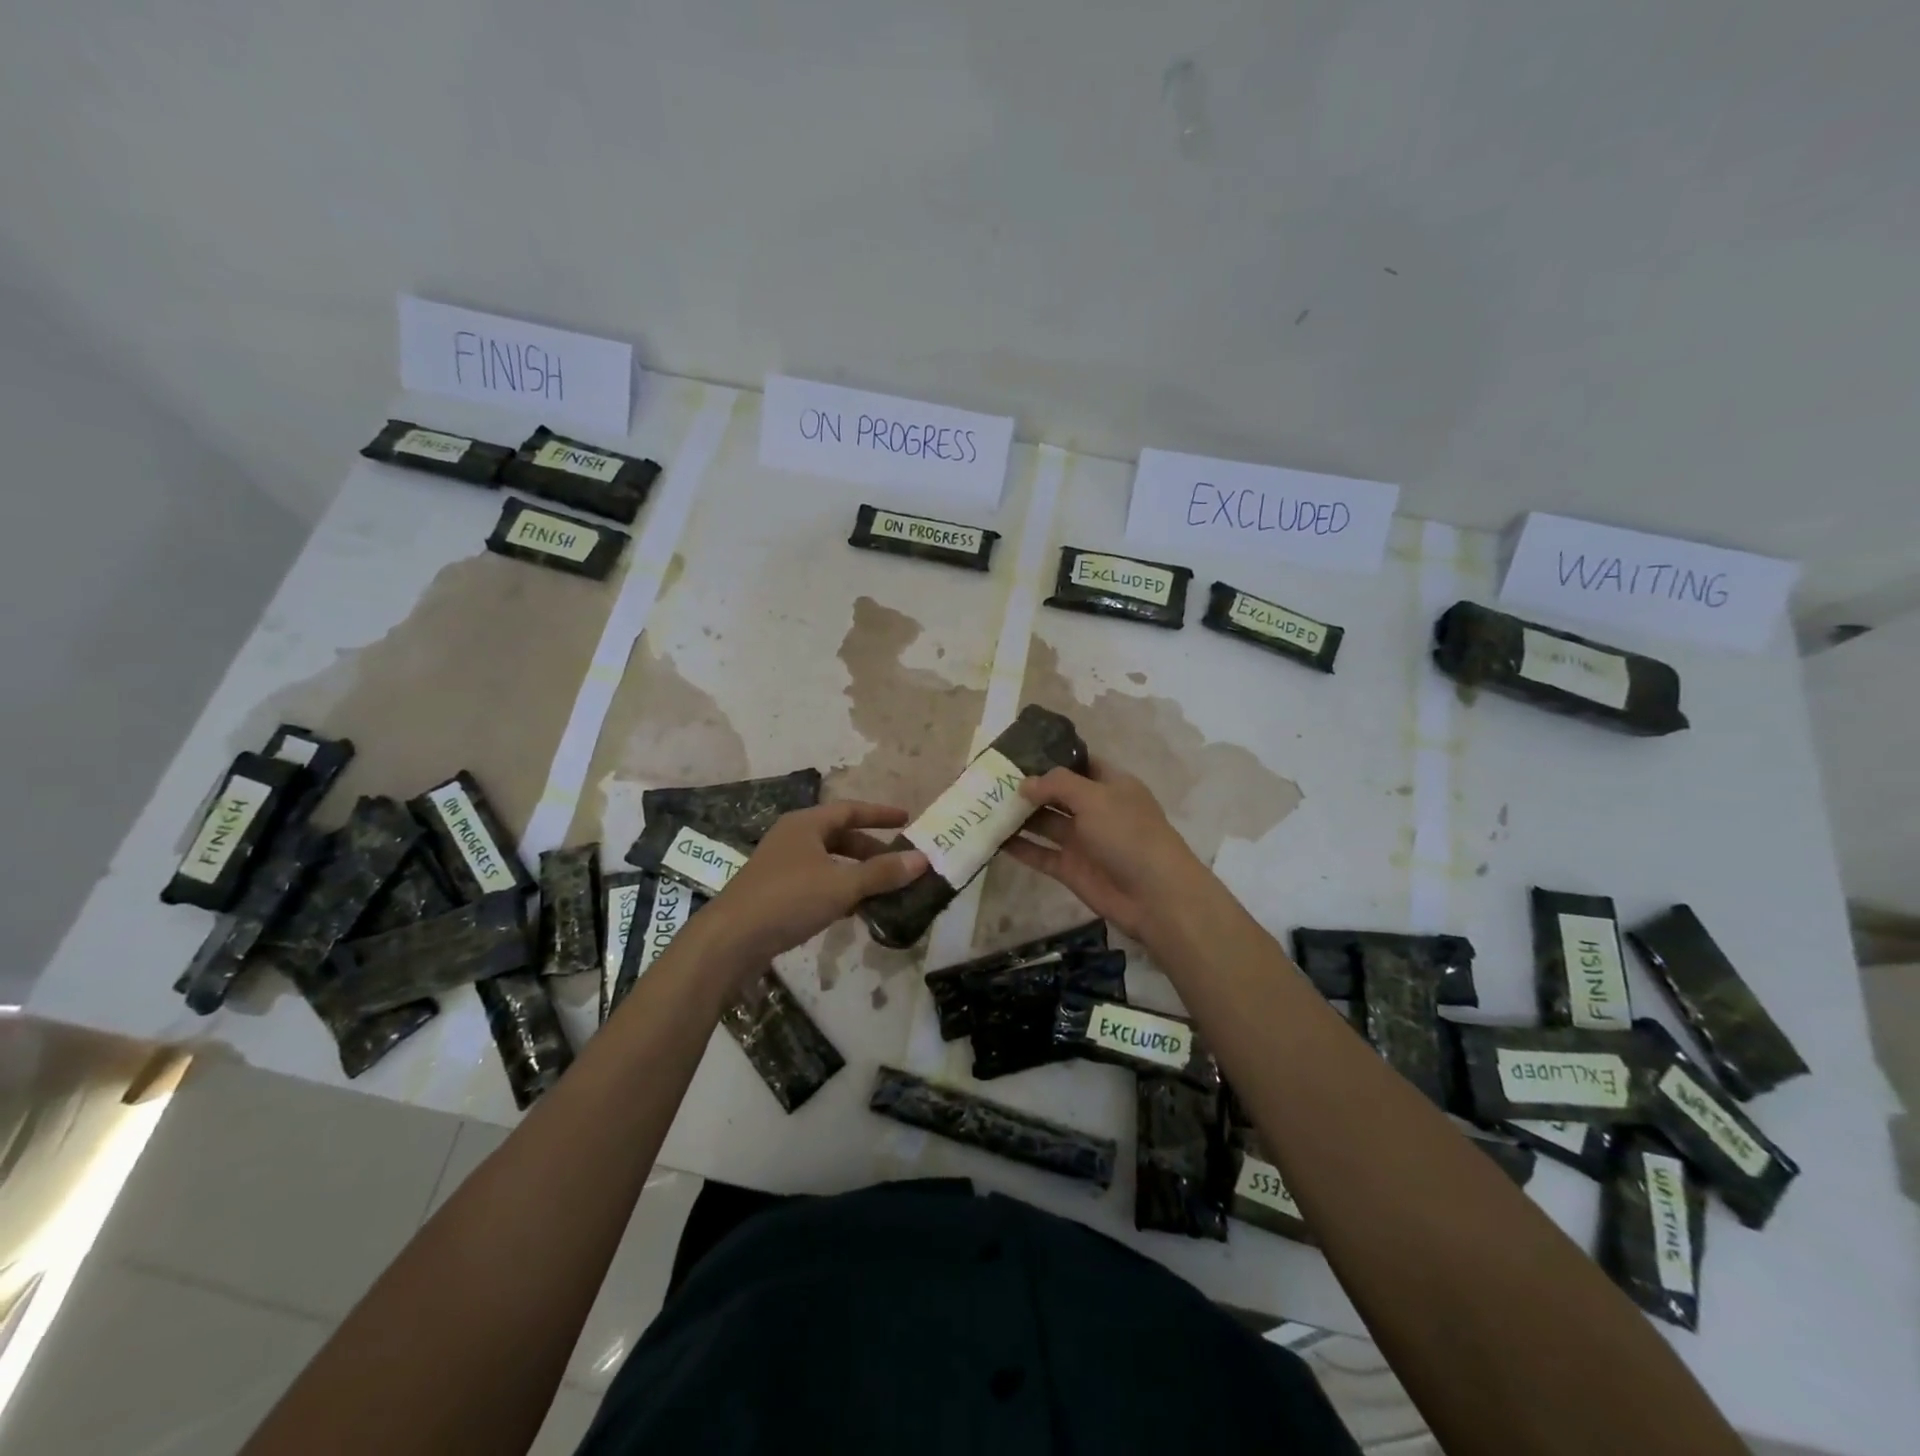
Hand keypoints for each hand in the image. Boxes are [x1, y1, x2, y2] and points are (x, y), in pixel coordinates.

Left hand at [707, 801, 926, 966]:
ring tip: (884, 890)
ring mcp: (781, 866)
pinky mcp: (776, 894)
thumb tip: (922, 859)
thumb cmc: (788, 900)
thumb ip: (882, 873)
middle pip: (840, 837)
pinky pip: (817, 884)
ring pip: (829, 863)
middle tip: (899, 864)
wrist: (730, 941)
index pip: (850, 810)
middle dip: (871, 850)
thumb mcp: (842, 885)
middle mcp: (793, 838)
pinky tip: (854, 911)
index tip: (907, 819)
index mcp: (806, 824)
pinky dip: (839, 891)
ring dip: (857, 874)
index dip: (880, 814)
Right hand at [1002, 756, 1209, 945]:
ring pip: (1045, 823)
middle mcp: (1096, 809)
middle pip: (1057, 793)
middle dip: (1028, 786)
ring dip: (1019, 816)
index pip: (1079, 763)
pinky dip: (1020, 847)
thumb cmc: (1129, 834)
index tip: (1018, 751)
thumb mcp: (1095, 798)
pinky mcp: (1071, 868)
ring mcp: (1082, 840)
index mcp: (1110, 785)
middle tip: (990, 778)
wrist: (1154, 896)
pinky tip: (992, 838)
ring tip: (983, 804)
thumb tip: (1024, 784)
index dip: (1052, 756)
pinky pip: (1040, 853)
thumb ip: (1057, 785)